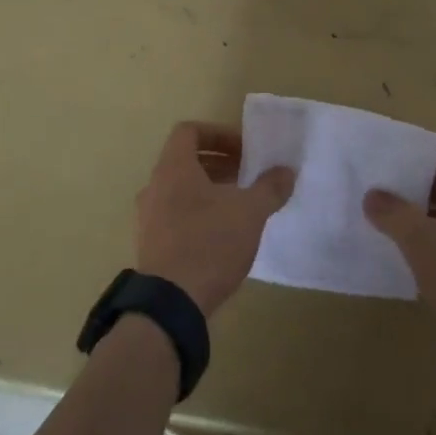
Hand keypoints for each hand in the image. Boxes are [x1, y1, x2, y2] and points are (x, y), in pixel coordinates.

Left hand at [135, 121, 295, 315]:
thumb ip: (269, 187)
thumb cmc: (210, 243)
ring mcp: (148, 217)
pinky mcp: (151, 244)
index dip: (218, 134)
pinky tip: (223, 235)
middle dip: (220, 163)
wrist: (171, 303)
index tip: (244, 150)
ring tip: (240, 206)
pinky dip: (198, 213)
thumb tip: (286, 171)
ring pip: (181, 190)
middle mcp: (154, 186)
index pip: (189, 132)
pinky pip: (175, 215)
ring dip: (210, 190)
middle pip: (185, 161)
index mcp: (173, 168)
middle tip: (248, 176)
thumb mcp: (250, 212)